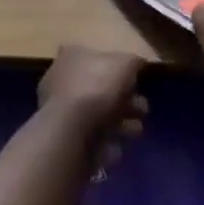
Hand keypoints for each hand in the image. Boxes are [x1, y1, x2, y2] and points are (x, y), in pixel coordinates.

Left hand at [38, 45, 147, 168]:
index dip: (120, 70)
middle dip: (126, 100)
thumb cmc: (97, 87)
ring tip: (136, 131)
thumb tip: (137, 63)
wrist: (71, 131)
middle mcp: (61, 80)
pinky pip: (91, 137)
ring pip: (97, 114)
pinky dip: (106, 142)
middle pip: (100, 88)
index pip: (98, 57)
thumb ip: (133, 62)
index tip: (137, 82)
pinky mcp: (64, 136)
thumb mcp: (125, 64)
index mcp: (72, 57)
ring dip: (120, 123)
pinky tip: (116, 147)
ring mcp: (60, 110)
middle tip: (143, 110)